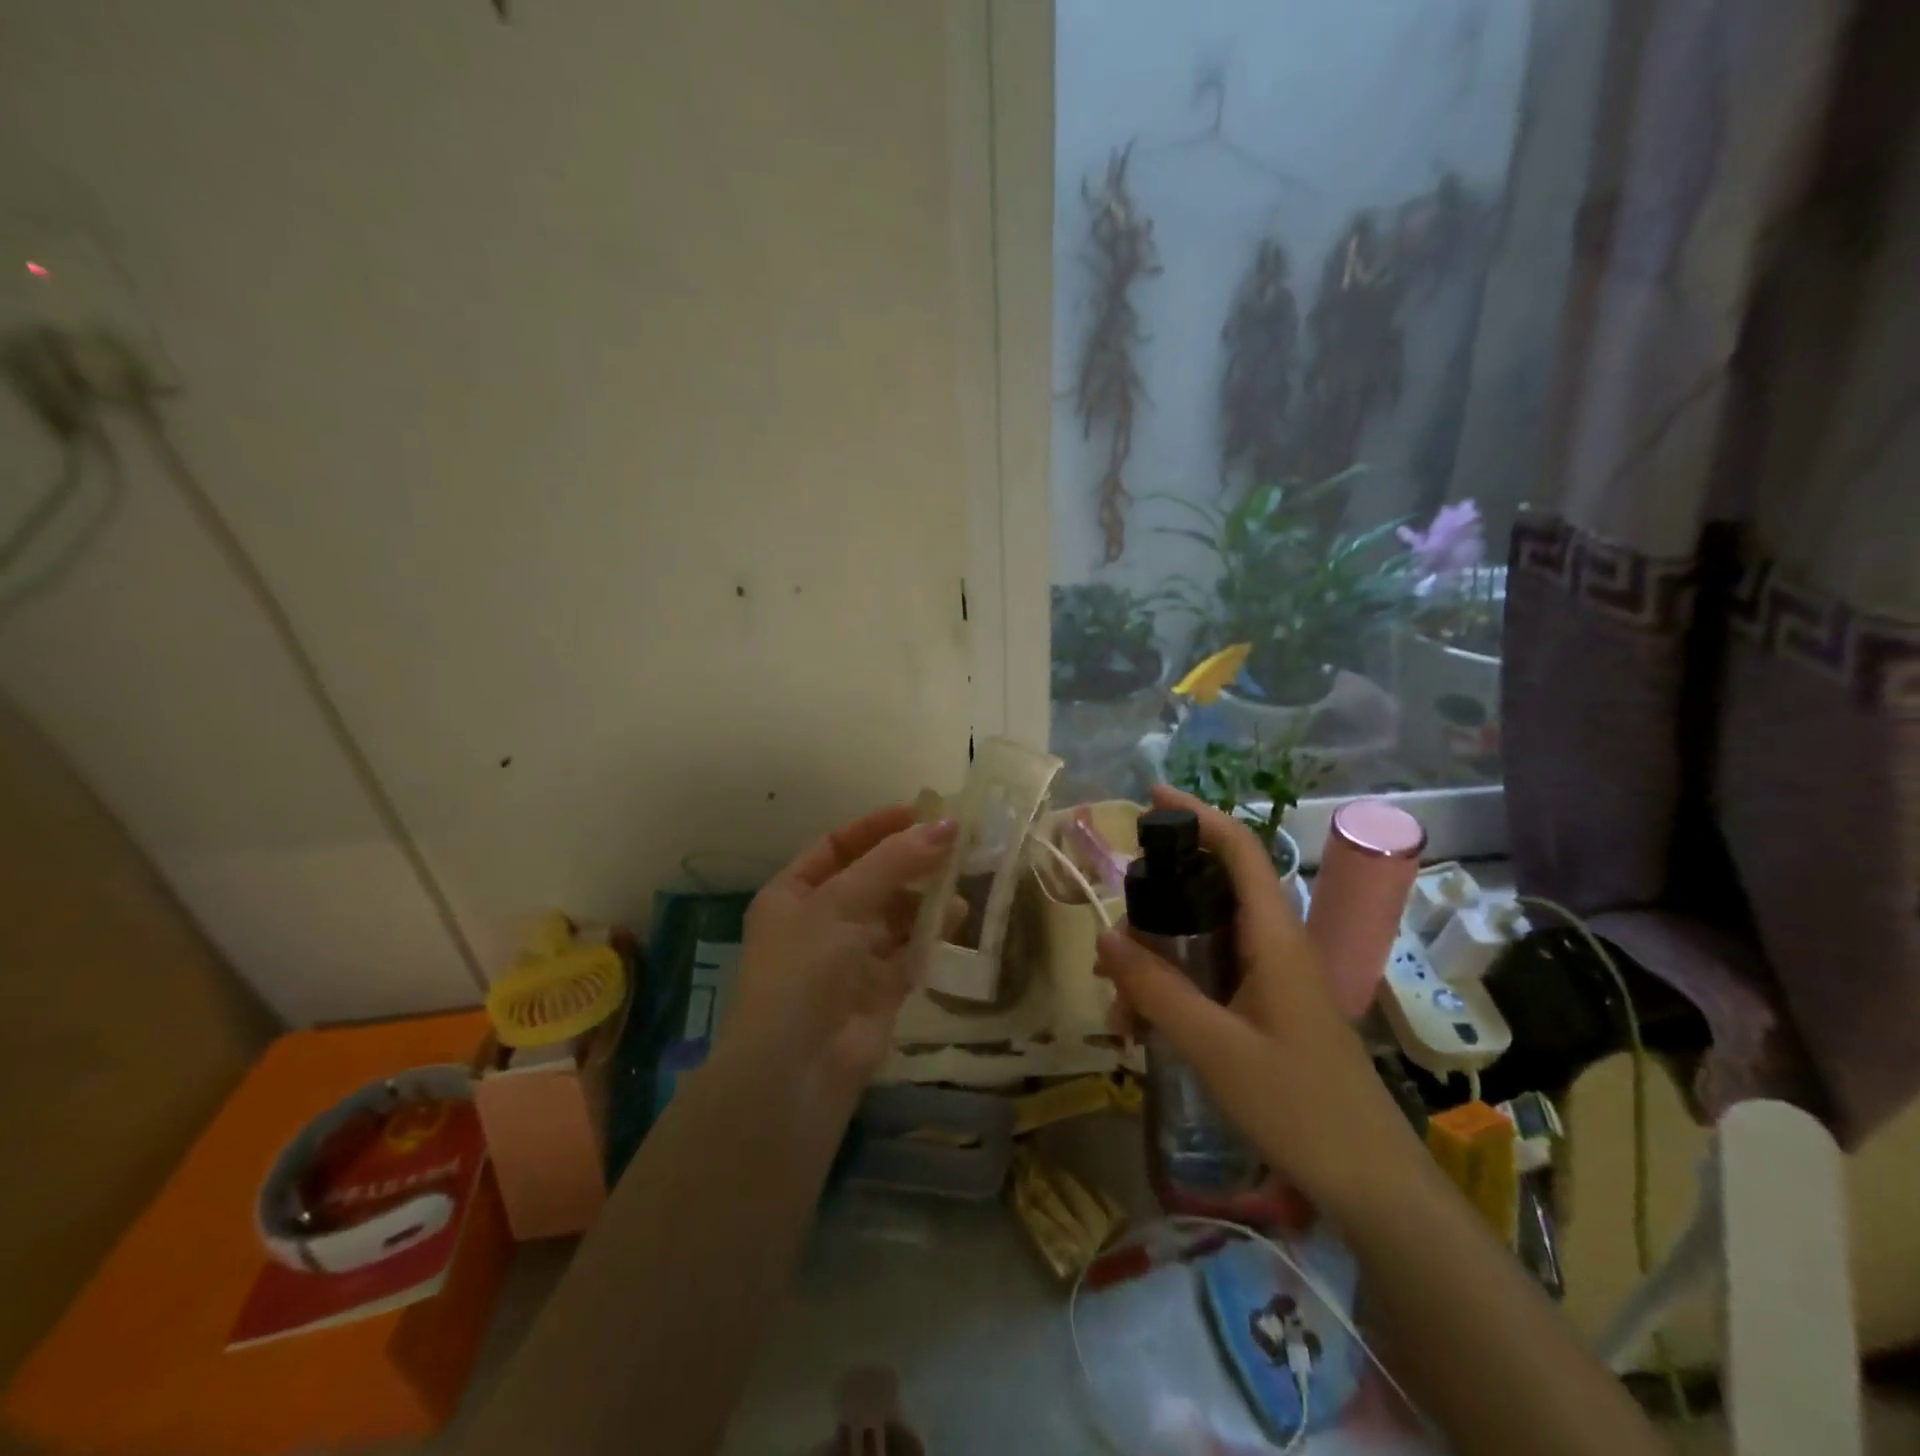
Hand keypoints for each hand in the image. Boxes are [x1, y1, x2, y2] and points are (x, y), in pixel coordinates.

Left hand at [721, 806, 958, 1096]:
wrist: (798, 1067)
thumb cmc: (806, 967)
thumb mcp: (843, 901)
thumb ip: (895, 861)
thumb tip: (948, 825)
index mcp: (794, 894)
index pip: (838, 846)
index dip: (878, 827)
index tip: (923, 813)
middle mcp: (821, 921)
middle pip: (872, 879)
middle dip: (910, 862)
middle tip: (956, 843)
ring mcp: (850, 957)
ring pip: (896, 916)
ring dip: (926, 899)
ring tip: (961, 881)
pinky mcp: (880, 989)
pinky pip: (910, 951)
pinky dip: (932, 935)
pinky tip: (957, 918)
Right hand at [1094, 785, 1423, 1217]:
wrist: (1371, 1186)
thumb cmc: (1299, 1107)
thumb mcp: (1214, 1047)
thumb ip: (1157, 989)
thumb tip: (1106, 936)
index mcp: (1273, 937)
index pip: (1240, 850)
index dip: (1198, 816)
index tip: (1151, 798)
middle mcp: (1274, 945)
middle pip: (1208, 895)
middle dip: (1152, 912)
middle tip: (1109, 946)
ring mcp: (1272, 978)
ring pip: (1202, 942)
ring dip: (1156, 965)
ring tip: (1119, 1010)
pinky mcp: (1267, 1008)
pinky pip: (1210, 978)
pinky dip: (1173, 992)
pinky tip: (1144, 1031)